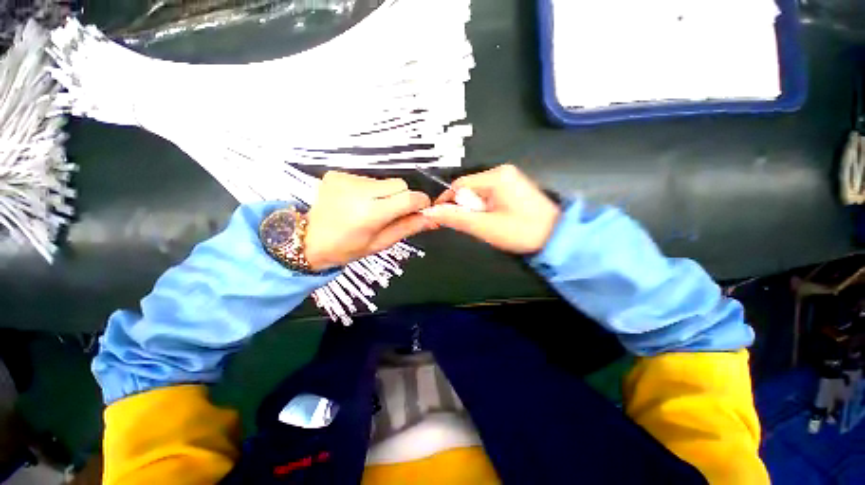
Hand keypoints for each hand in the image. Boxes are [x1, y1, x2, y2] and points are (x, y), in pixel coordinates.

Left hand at [305, 171, 432, 270]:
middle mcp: (358, 191)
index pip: (409, 197)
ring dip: (385, 194)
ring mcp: (346, 179)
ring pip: (384, 181)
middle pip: (399, 184)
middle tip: (391, 214)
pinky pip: (368, 178)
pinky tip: (357, 202)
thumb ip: (408, 228)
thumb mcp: (380, 243)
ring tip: (370, 209)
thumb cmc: (346, 248)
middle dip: (402, 198)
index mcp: (370, 213)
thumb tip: (432, 218)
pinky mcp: (338, 174)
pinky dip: (370, 190)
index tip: (420, 210)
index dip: (420, 203)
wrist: (309, 240)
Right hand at [422, 165, 560, 253]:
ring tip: (486, 224)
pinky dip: (486, 207)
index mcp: (496, 177)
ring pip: (479, 192)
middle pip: (469, 188)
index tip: (440, 217)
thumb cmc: (521, 232)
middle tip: (473, 225)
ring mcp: (510, 178)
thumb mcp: (485, 227)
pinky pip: (490, 194)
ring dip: (476, 209)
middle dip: (465, 207)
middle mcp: (502, 171)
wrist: (557, 238)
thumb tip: (430, 212)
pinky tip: (495, 218)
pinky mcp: (514, 186)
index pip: (459, 185)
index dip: (447, 201)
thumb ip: (456, 218)